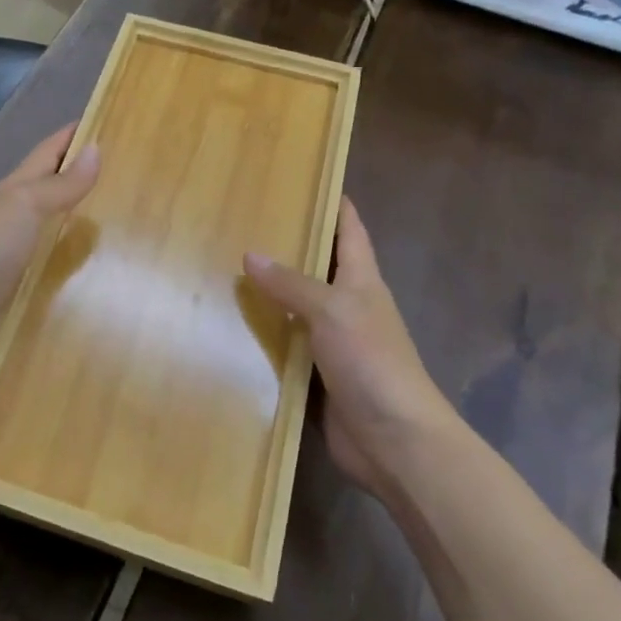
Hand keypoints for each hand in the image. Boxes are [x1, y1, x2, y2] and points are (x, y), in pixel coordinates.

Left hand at [0, 125, 100, 351]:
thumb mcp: (26, 206)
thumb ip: (61, 184)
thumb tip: (96, 148)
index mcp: (16, 188)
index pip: (49, 151)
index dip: (73, 134)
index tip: (107, 117)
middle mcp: (15, 213)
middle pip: (52, 186)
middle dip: (83, 176)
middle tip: (128, 173)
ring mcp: (15, 249)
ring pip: (53, 225)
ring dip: (80, 219)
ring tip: (122, 220)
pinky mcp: (18, 282)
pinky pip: (51, 262)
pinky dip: (71, 259)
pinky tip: (96, 267)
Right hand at [244, 198, 455, 498]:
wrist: (395, 441)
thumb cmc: (372, 362)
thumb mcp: (332, 311)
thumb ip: (291, 284)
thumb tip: (249, 255)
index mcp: (362, 281)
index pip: (350, 230)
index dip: (334, 203)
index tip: (306, 179)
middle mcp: (349, 306)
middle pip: (318, 266)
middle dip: (288, 245)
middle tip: (244, 221)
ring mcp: (333, 343)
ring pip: (297, 307)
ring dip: (270, 293)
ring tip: (225, 268)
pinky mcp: (317, 376)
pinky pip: (286, 346)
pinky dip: (264, 336)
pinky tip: (231, 327)